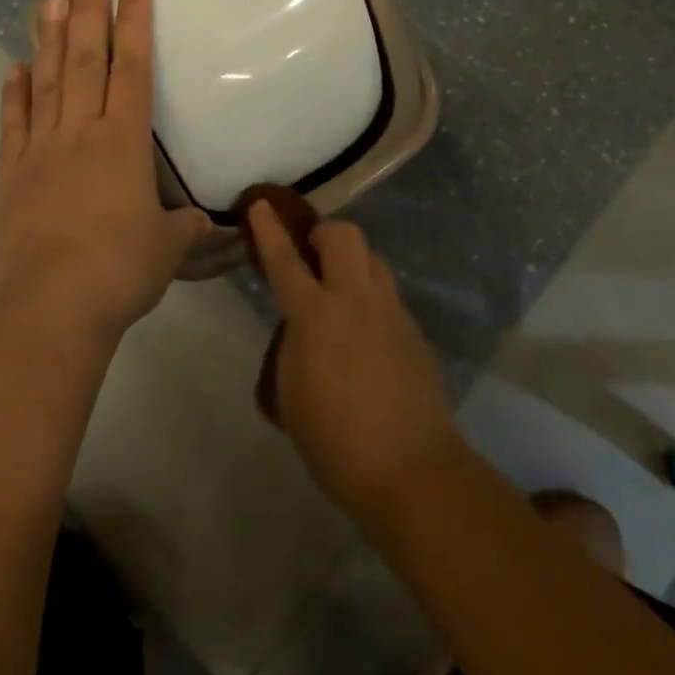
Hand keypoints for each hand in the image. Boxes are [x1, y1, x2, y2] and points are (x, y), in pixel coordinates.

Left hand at [0, 0, 210, 343]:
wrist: (55, 305)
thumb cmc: (122, 269)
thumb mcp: (167, 247)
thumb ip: (182, 225)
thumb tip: (197, 221)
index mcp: (125, 141)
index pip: (134, 68)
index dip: (136, 23)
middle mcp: (82, 132)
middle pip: (88, 59)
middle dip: (91, 11)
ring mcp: (42, 149)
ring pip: (48, 81)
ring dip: (51, 38)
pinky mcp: (11, 174)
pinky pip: (13, 124)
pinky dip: (13, 94)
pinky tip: (14, 67)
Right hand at [249, 203, 463, 521]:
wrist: (411, 470)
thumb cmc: (335, 441)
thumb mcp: (290, 395)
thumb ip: (292, 348)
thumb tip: (303, 332)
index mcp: (315, 315)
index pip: (285, 259)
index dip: (269, 229)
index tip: (260, 203)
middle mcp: (355, 299)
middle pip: (344, 235)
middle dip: (324, 234)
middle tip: (313, 258)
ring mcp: (391, 311)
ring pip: (373, 259)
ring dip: (353, 264)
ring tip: (343, 295)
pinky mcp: (414, 330)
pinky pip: (390, 296)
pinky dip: (373, 301)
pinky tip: (369, 337)